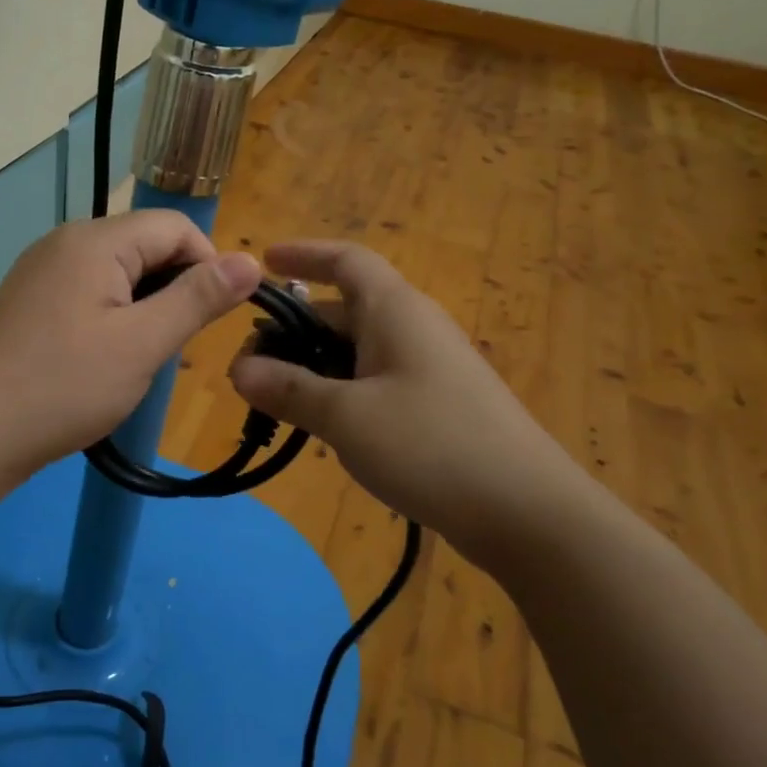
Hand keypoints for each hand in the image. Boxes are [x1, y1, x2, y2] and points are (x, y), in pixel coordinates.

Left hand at [0, 211, 260, 480]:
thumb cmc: (65, 386)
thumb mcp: (143, 343)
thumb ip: (198, 298)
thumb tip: (251, 262)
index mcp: (95, 240)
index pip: (175, 226)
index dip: (208, 264)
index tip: (216, 317)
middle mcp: (66, 241)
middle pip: (145, 246)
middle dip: (175, 289)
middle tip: (179, 347)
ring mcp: (42, 271)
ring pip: (119, 273)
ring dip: (147, 308)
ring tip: (149, 359)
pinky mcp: (30, 300)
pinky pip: (89, 293)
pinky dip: (115, 317)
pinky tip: (111, 359)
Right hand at [229, 242, 596, 562]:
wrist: (527, 512)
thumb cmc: (430, 446)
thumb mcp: (345, 417)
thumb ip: (289, 390)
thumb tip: (239, 370)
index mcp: (395, 310)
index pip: (346, 260)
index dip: (303, 254)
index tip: (263, 263)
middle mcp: (415, 327)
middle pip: (344, 310)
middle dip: (294, 330)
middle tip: (249, 365)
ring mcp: (431, 367)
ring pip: (359, 349)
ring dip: (315, 365)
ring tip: (276, 399)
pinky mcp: (440, 404)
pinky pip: (378, 380)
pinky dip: (342, 390)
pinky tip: (325, 426)